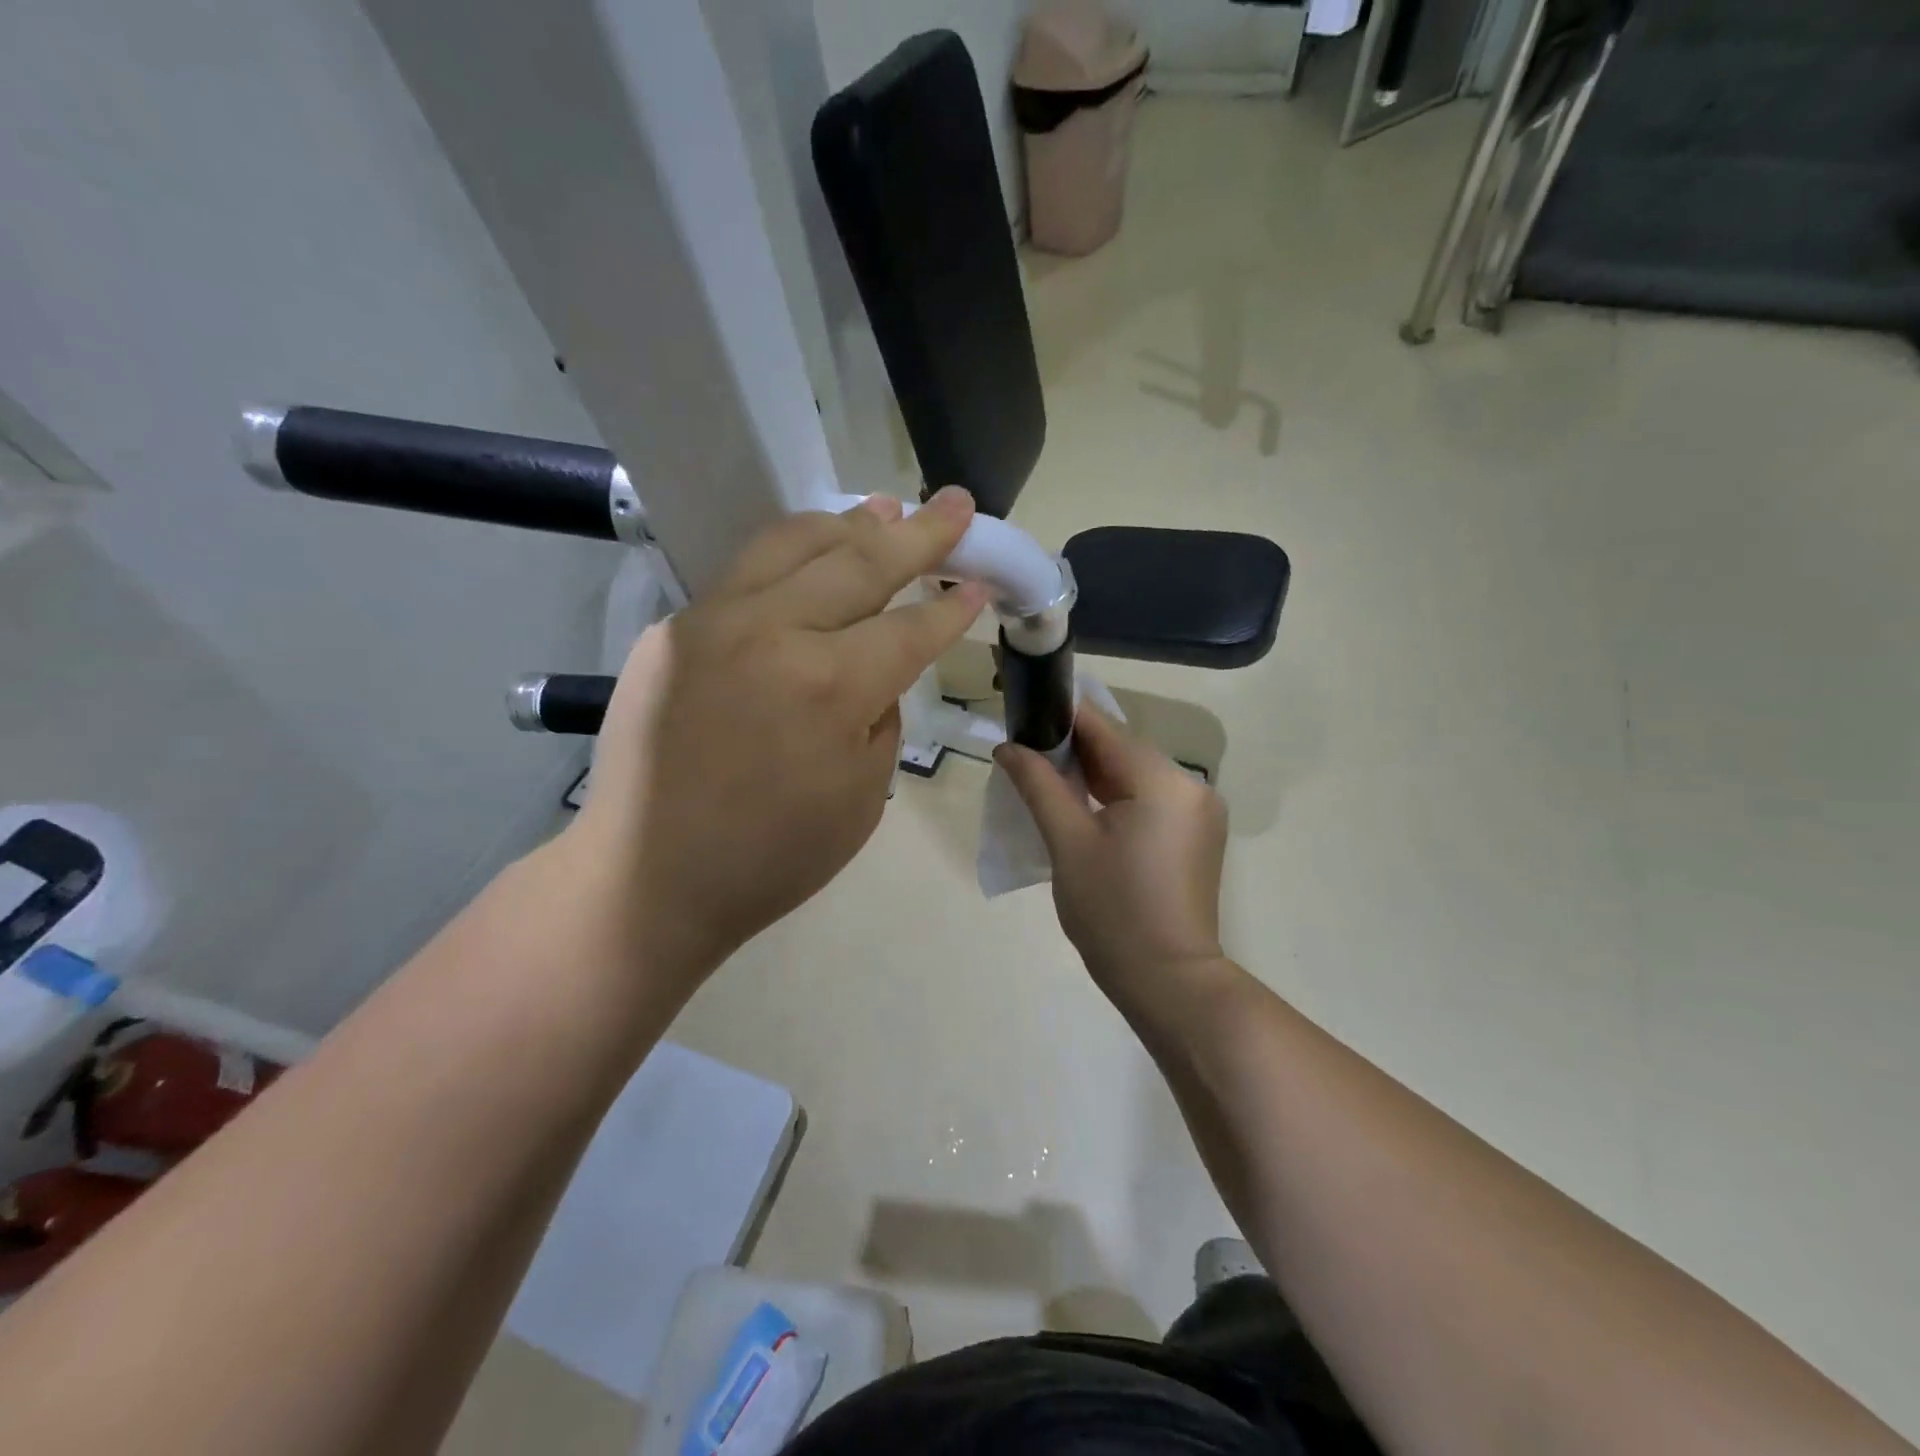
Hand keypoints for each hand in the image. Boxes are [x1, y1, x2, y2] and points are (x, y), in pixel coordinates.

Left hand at [569, 489, 987, 986]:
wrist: (646, 879)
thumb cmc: (770, 857)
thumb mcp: (862, 798)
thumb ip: (880, 717)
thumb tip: (875, 669)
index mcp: (829, 687)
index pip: (909, 629)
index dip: (950, 609)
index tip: (979, 584)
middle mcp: (771, 632)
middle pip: (860, 562)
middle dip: (920, 533)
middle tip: (957, 505)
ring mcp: (713, 621)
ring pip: (795, 544)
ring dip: (851, 524)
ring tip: (888, 508)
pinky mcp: (674, 628)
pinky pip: (747, 573)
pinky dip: (794, 552)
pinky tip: (815, 551)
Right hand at [996, 706, 1228, 1009]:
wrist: (1168, 981)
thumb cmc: (1112, 912)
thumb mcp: (1067, 843)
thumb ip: (1038, 785)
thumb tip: (1008, 747)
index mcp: (1162, 780)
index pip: (1102, 727)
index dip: (1058, 718)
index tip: (1021, 717)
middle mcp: (1190, 784)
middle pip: (1121, 749)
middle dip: (1072, 750)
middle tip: (1024, 758)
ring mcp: (1199, 810)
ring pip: (1134, 774)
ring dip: (1092, 775)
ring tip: (1046, 783)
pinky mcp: (1197, 834)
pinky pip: (1149, 798)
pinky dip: (1115, 797)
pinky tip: (1083, 809)